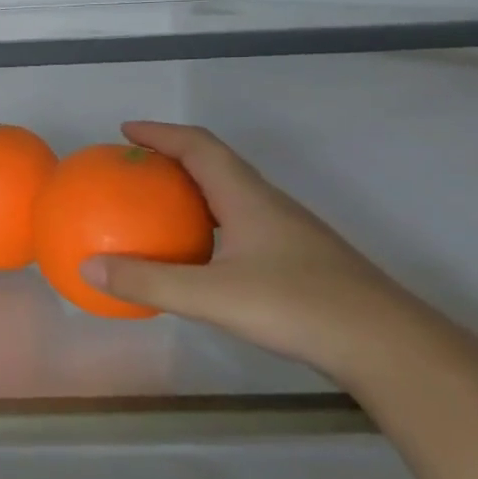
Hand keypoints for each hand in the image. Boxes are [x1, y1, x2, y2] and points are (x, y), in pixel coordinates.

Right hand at [80, 123, 455, 383]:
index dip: (161, 133)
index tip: (125, 131)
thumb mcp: (211, 297)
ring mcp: (289, 233)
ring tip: (157, 207)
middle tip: (134, 169)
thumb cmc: (298, 308)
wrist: (390, 348)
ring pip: (232, 197)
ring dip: (192, 192)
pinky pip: (241, 226)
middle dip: (173, 158)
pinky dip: (209, 225)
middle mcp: (269, 206)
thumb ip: (148, 282)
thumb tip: (87, 268)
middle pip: (217, 165)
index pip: (200, 147)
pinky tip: (197, 257)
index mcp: (249, 199)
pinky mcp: (299, 260)